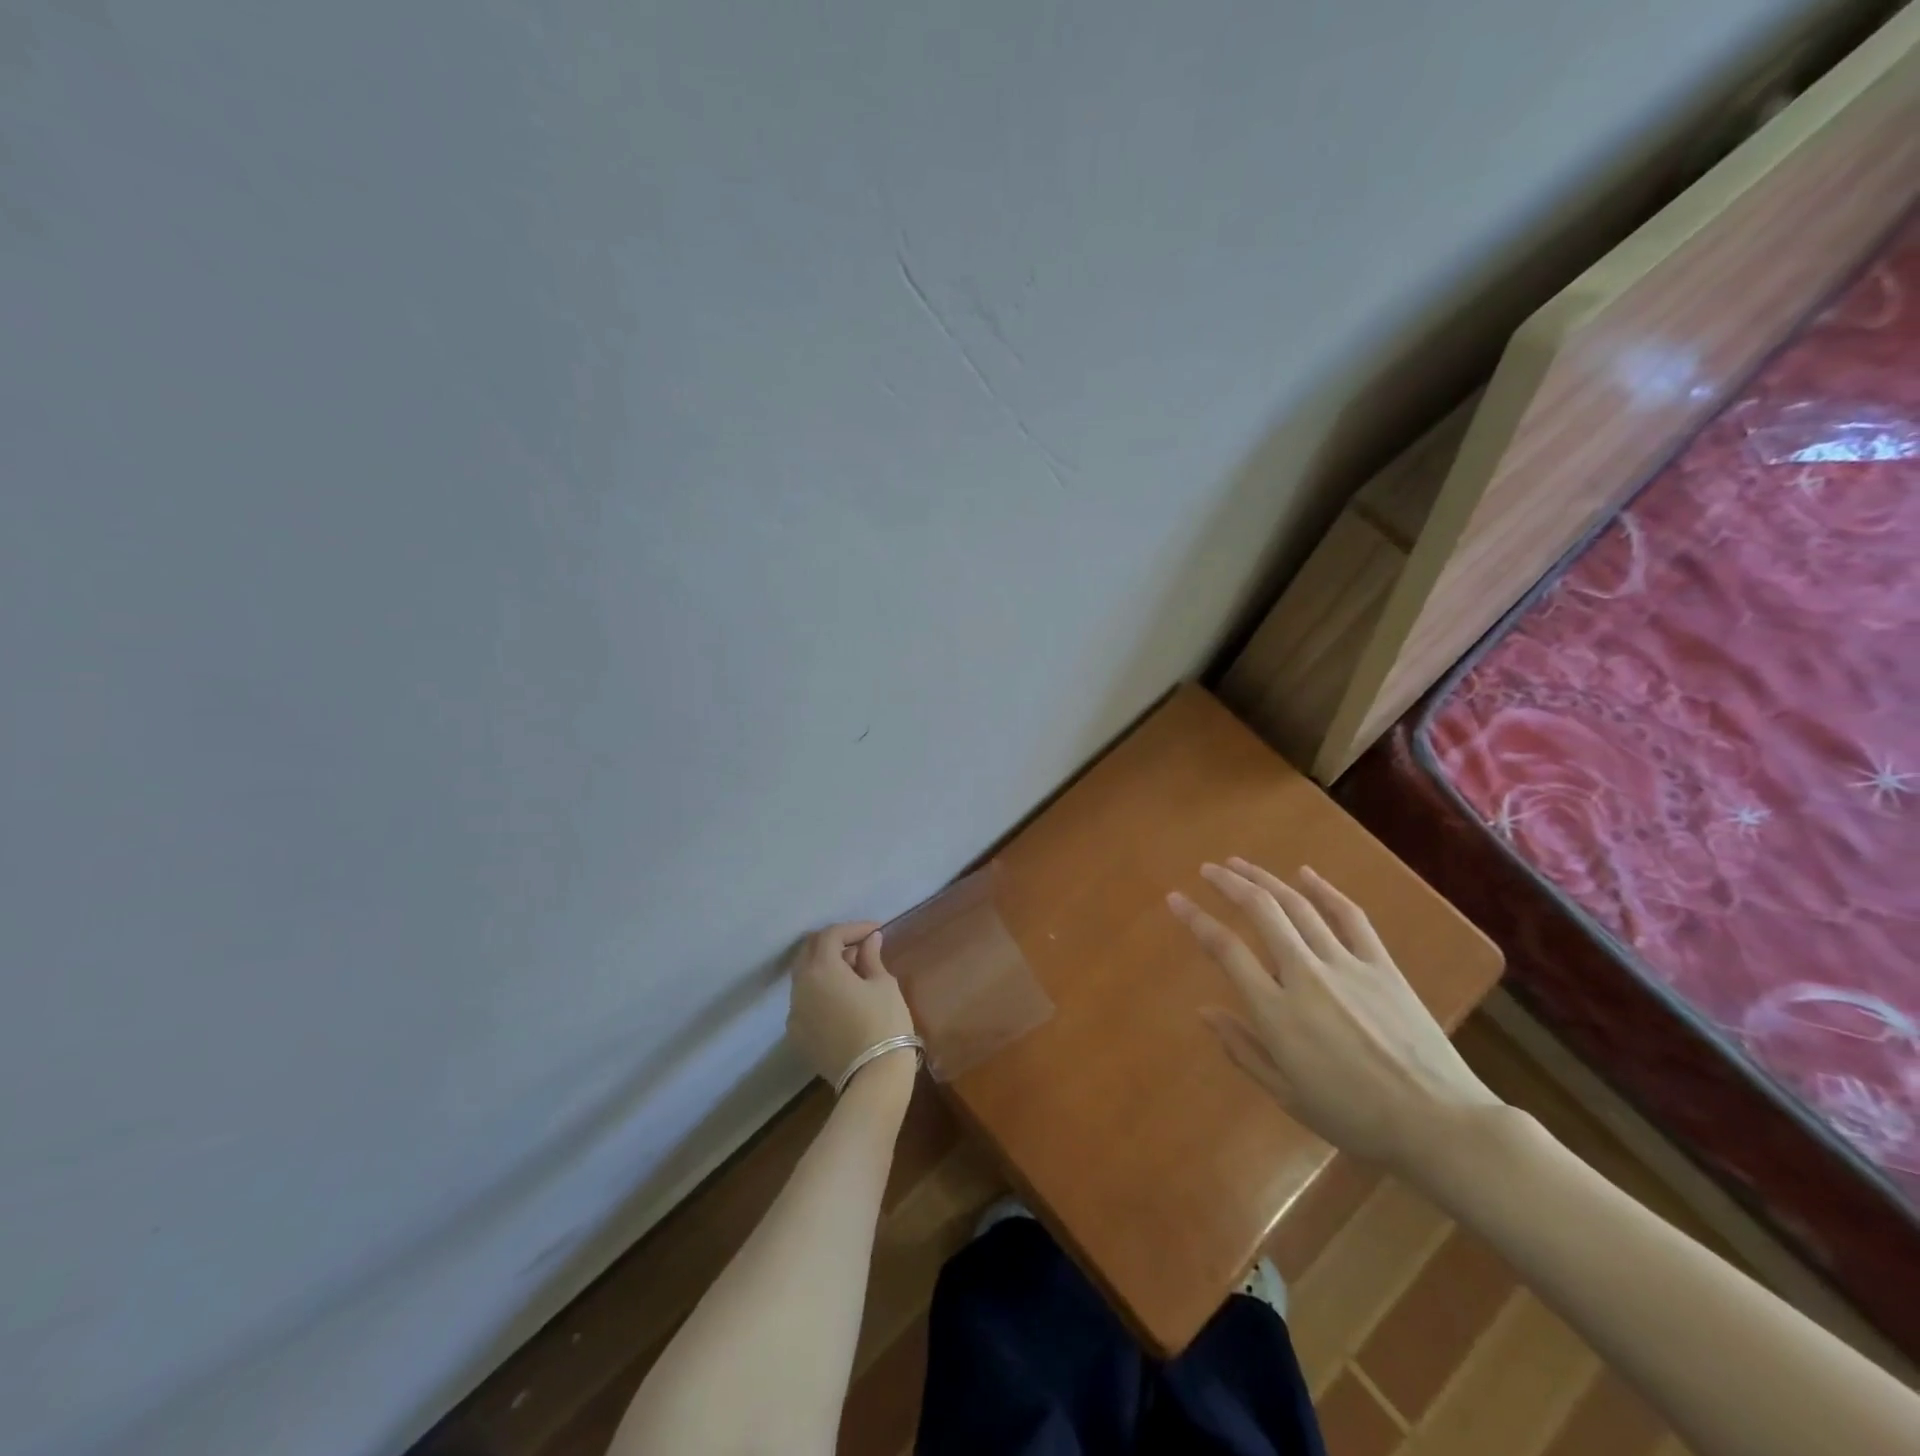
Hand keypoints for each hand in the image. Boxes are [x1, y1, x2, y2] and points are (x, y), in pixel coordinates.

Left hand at [785, 922, 915, 1087]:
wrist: (873, 1077)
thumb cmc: (884, 1022)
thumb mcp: (883, 984)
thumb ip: (871, 957)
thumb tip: (870, 940)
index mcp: (821, 969)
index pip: (831, 935)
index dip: (853, 928)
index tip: (875, 931)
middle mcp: (800, 986)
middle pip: (809, 951)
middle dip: (833, 943)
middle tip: (860, 946)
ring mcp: (794, 1012)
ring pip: (804, 977)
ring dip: (825, 966)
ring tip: (853, 972)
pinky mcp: (796, 1035)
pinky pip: (804, 1001)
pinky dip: (819, 991)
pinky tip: (841, 999)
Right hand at [1168, 859, 1500, 1176]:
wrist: (1440, 1124)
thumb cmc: (1356, 1117)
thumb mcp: (1288, 1095)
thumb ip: (1243, 1049)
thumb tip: (1205, 1011)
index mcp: (1278, 1013)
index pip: (1226, 950)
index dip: (1196, 919)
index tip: (1176, 900)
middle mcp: (1306, 976)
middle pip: (1261, 912)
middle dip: (1229, 884)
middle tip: (1207, 869)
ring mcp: (1347, 966)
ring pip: (1298, 906)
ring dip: (1265, 879)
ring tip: (1240, 863)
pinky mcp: (1381, 965)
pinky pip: (1350, 917)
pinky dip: (1325, 890)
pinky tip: (1304, 873)